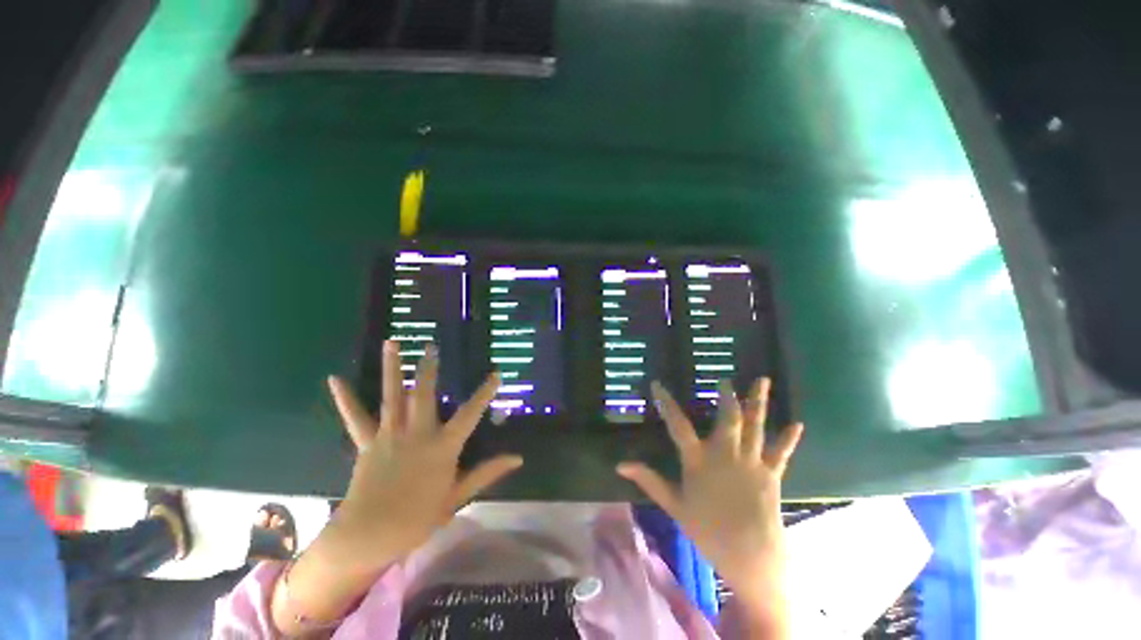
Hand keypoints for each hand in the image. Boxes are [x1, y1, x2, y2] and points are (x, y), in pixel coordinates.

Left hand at [326, 340, 522, 568]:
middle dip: (428, 369)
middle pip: (423, 395)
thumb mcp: (457, 497)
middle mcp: (416, 434)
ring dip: (392, 368)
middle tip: (430, 346)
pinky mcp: (367, 443)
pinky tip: (335, 379)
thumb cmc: (417, 519)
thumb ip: (487, 472)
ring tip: (393, 343)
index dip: (484, 393)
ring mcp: (389, 436)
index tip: (496, 374)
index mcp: (441, 447)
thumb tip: (518, 458)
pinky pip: (356, 418)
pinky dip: (346, 398)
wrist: (367, 537)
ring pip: (392, 396)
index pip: (470, 414)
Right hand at [617, 379, 802, 599]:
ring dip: (758, 402)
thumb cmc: (708, 530)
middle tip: (725, 380)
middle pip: (726, 418)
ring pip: (754, 426)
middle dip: (726, 397)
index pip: (677, 424)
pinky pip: (780, 451)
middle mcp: (725, 454)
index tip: (658, 384)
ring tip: (762, 380)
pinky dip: (788, 438)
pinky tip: (797, 423)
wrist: (750, 556)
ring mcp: (751, 462)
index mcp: (698, 460)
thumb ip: (648, 480)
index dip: (666, 402)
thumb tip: (620, 464)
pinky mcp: (771, 473)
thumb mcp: (673, 505)